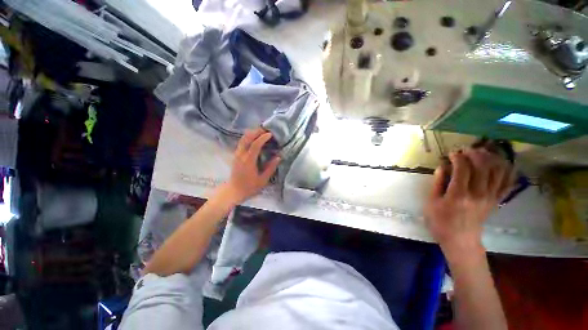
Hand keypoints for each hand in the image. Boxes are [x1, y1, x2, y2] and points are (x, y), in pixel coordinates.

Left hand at [220, 128, 279, 204]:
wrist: (233, 191)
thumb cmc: (249, 187)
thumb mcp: (263, 180)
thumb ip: (271, 168)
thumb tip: (279, 157)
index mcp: (248, 161)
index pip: (255, 145)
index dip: (262, 138)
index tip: (270, 134)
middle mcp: (241, 155)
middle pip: (246, 138)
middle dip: (256, 131)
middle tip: (266, 129)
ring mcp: (237, 154)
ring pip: (243, 139)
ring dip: (251, 133)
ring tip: (261, 132)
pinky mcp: (235, 155)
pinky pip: (241, 142)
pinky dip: (248, 137)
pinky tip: (254, 138)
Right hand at [424, 148, 512, 256]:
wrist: (460, 240)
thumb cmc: (440, 222)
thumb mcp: (431, 203)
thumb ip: (437, 183)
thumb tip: (442, 166)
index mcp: (458, 195)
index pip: (462, 169)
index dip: (458, 157)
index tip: (452, 153)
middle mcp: (478, 194)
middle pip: (483, 166)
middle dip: (475, 154)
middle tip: (466, 150)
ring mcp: (490, 197)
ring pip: (498, 171)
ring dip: (491, 158)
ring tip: (482, 153)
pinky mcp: (496, 200)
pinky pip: (507, 182)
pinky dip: (507, 169)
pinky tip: (502, 162)